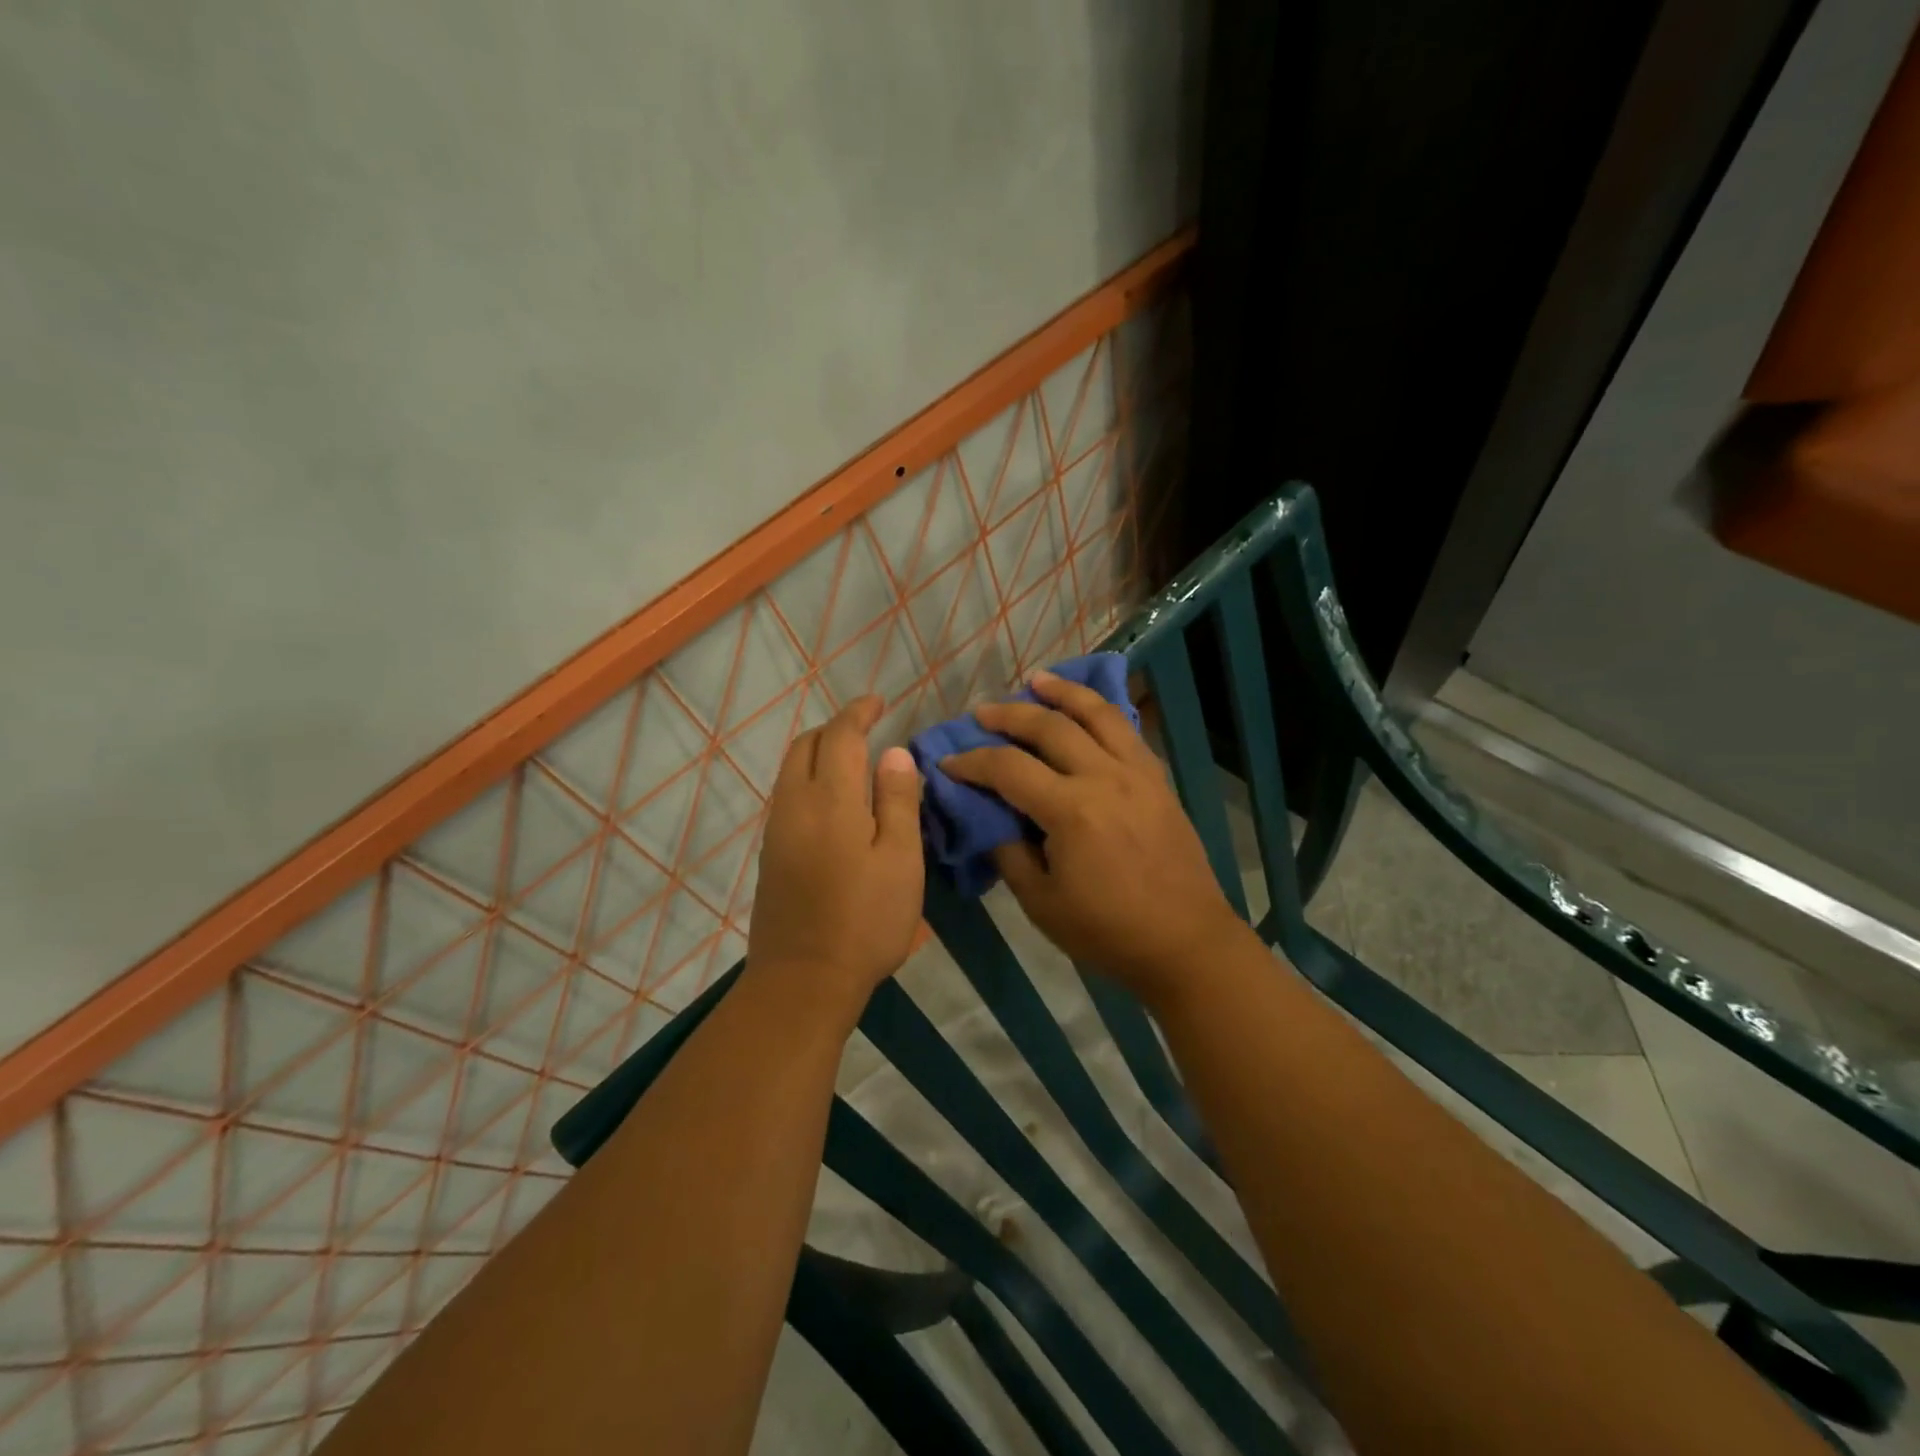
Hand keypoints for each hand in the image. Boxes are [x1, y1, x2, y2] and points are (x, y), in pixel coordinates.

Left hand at [746, 696, 924, 1020]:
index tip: (878, 702)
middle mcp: (794, 805)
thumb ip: (898, 801)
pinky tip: (834, 802)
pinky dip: (808, 779)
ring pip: (791, 770)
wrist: (803, 980)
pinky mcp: (770, 854)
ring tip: (853, 762)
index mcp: (831, 800)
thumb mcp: (900, 860)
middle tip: (868, 730)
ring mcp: (776, 830)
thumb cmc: (865, 921)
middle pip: (806, 745)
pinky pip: (787, 795)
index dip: (859, 712)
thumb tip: (894, 753)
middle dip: (835, 728)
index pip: (840, 736)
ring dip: (819, 753)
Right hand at [943, 671, 1248, 1002]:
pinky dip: (1101, 712)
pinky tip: (1087, 710)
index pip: (1008, 768)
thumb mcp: (1041, 902)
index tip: (948, 763)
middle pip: (1049, 727)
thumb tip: (989, 818)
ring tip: (1037, 680)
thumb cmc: (1107, 931)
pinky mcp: (1159, 780)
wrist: (1185, 942)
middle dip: (1009, 715)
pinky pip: (1126, 731)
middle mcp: (1104, 777)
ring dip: (1063, 692)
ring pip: (1097, 714)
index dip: (971, 762)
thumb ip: (1009, 852)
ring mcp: (1137, 773)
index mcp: (1070, 810)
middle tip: (982, 713)